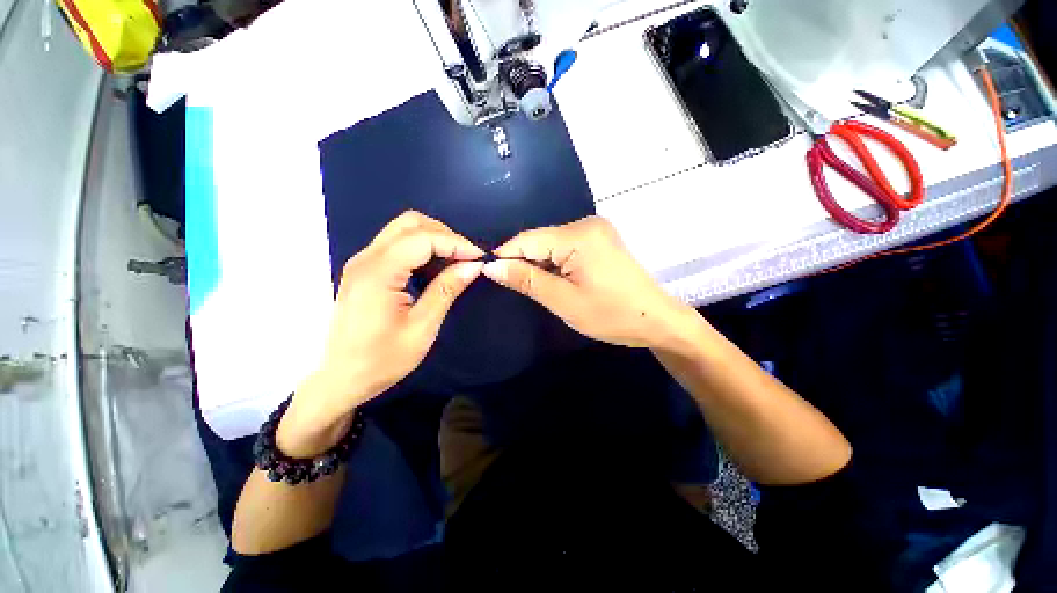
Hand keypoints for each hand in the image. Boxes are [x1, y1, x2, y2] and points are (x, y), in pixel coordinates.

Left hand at [279, 211, 483, 456]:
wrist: (341, 379)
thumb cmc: (382, 359)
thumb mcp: (422, 327)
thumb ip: (446, 290)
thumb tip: (473, 266)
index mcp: (378, 273)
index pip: (422, 238)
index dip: (455, 243)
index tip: (479, 257)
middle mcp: (366, 258)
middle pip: (410, 223)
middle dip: (444, 235)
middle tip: (466, 258)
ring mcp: (363, 262)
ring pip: (403, 230)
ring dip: (433, 239)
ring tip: (455, 262)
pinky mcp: (365, 270)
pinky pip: (397, 245)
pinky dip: (421, 249)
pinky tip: (434, 269)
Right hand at [481, 216, 698, 349]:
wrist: (655, 320)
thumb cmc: (610, 315)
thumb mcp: (563, 301)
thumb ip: (526, 280)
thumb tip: (491, 267)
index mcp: (578, 236)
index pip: (527, 239)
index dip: (504, 256)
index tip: (487, 273)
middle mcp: (586, 224)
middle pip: (539, 240)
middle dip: (523, 263)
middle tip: (512, 288)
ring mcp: (595, 231)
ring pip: (551, 245)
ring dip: (539, 265)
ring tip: (534, 288)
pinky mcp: (599, 241)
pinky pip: (565, 249)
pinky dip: (554, 264)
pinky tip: (554, 281)